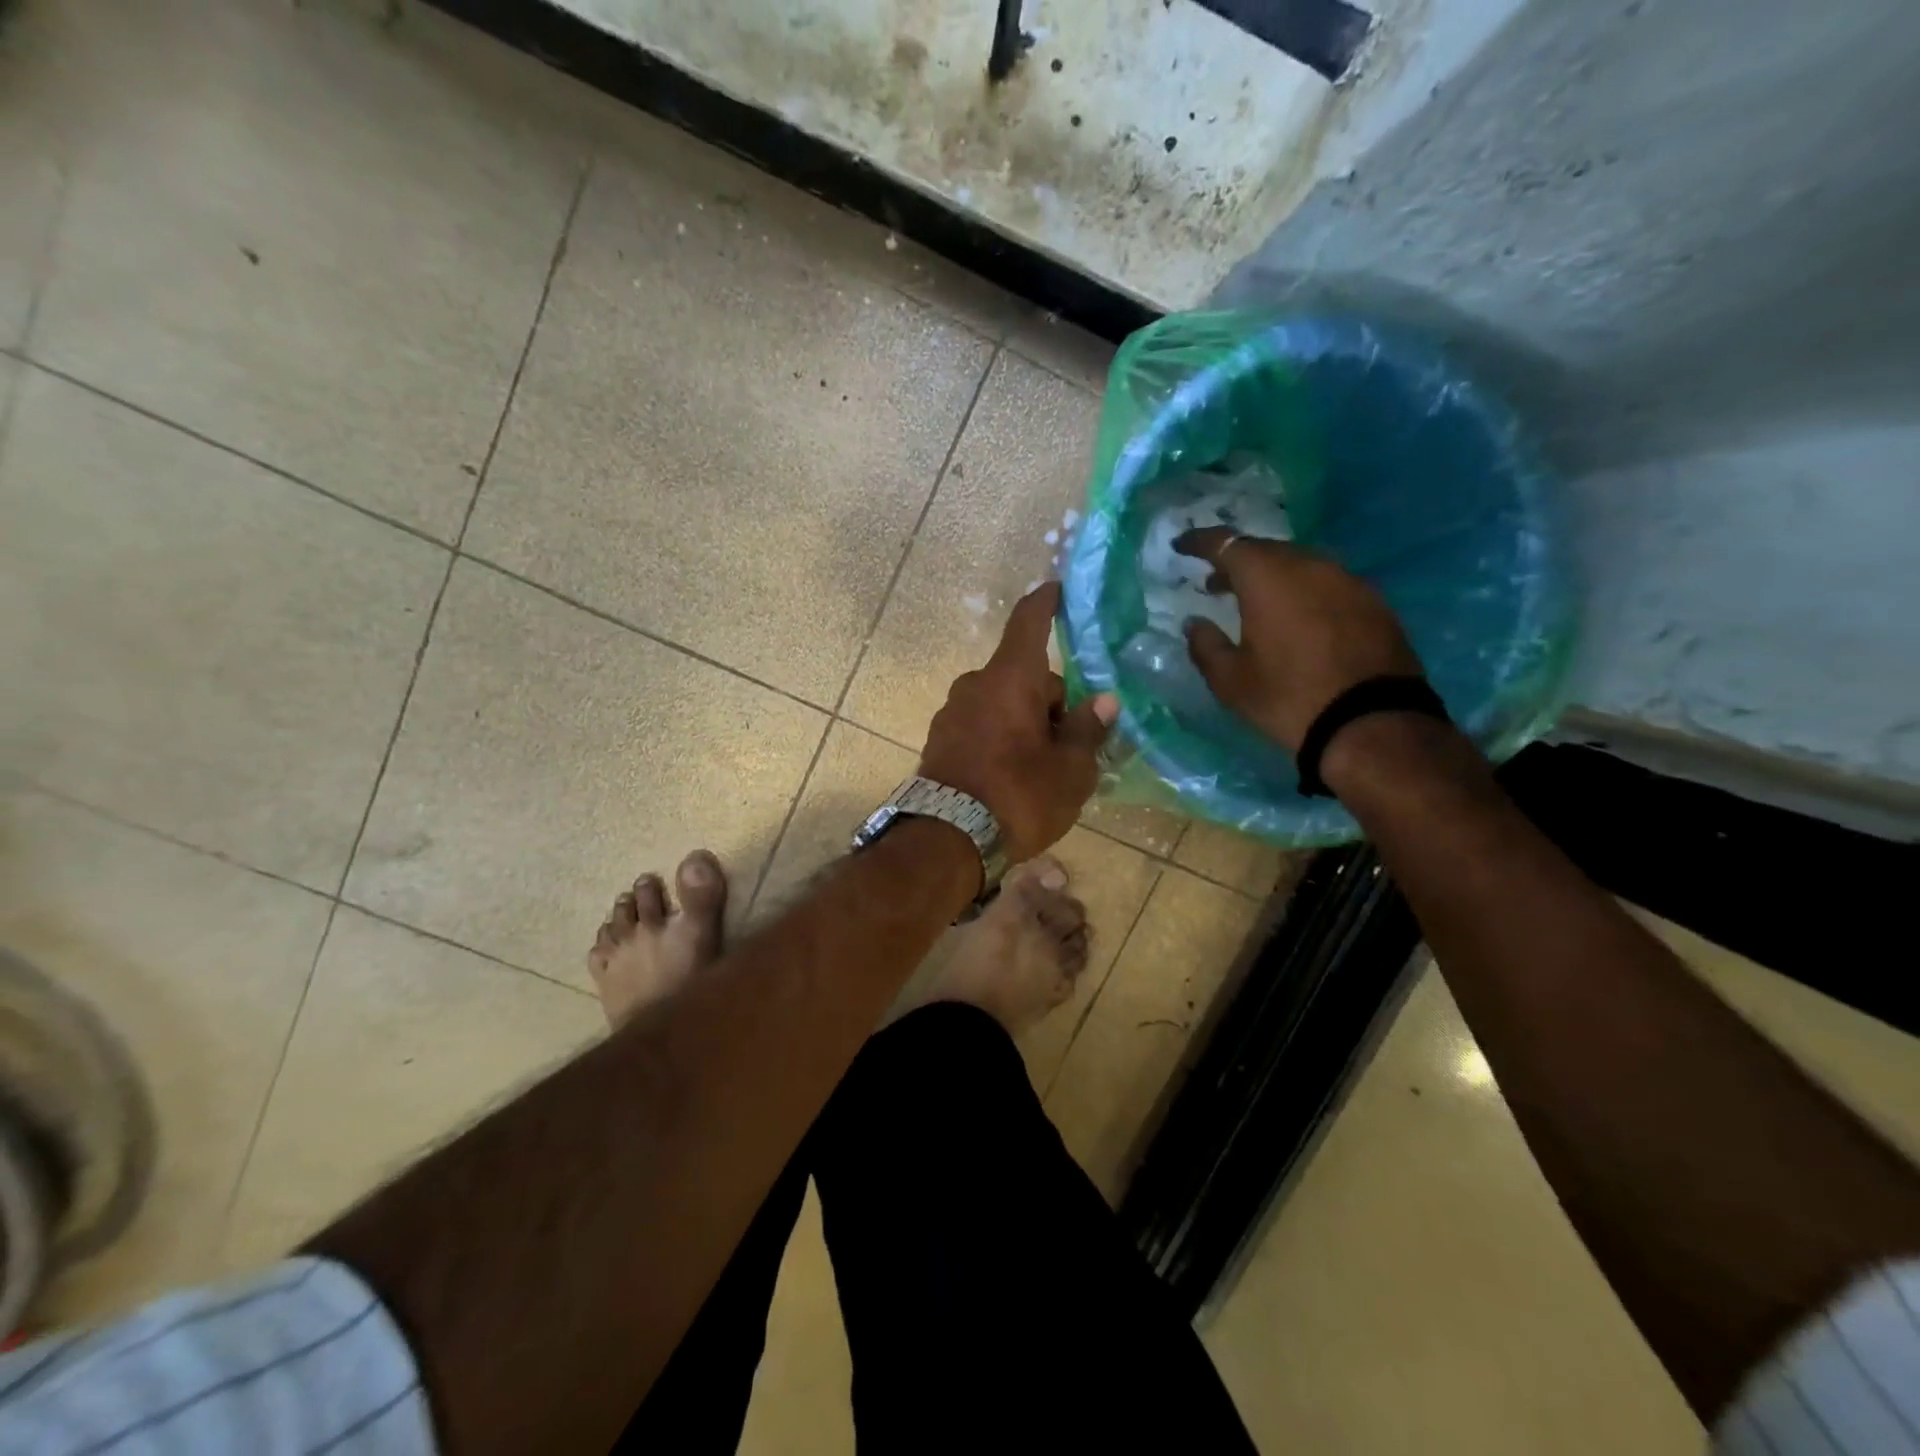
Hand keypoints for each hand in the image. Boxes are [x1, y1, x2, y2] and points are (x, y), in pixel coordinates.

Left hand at [919, 583, 1117, 863]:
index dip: (1046, 602)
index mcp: (1010, 679)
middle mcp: (975, 686)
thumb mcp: (1070, 770)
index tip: (1057, 589)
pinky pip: (981, 726)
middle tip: (1073, 746)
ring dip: (1025, 722)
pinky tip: (1011, 778)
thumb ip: (1087, 730)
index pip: (1029, 622)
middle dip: (1051, 701)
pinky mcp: (939, 741)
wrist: (946, 841)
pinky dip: (1001, 738)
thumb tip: (1103, 700)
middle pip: (1024, 677)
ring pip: (1003, 704)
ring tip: (1043, 770)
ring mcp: (952, 713)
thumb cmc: (1018, 797)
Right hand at [1174, 528, 1423, 751]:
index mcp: (1267, 578)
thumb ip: (1205, 645)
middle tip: (1216, 584)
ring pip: (1299, 565)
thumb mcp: (1231, 681)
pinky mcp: (1373, 601)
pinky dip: (1303, 592)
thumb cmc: (1288, 698)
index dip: (1200, 542)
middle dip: (1236, 563)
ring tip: (1256, 603)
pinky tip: (1297, 619)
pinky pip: (1326, 583)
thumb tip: (1194, 624)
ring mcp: (1347, 580)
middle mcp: (1309, 565)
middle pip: (1265, 550)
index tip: (1181, 546)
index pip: (1226, 543)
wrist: (1371, 722)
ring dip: (1272, 577)